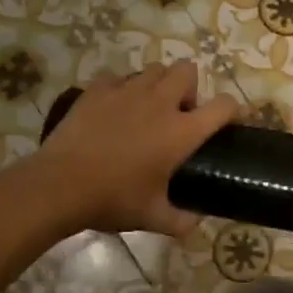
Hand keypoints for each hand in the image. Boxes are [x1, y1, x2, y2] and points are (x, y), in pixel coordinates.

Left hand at [33, 62, 239, 236]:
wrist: (60, 185)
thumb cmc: (112, 200)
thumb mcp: (152, 217)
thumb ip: (181, 221)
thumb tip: (196, 223)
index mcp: (181, 132)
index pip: (223, 106)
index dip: (232, 110)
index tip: (229, 121)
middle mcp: (160, 102)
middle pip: (188, 70)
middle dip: (189, 87)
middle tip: (177, 114)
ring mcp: (127, 91)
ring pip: (154, 69)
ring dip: (158, 84)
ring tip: (146, 109)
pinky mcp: (97, 89)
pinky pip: (118, 77)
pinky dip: (121, 89)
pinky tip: (113, 109)